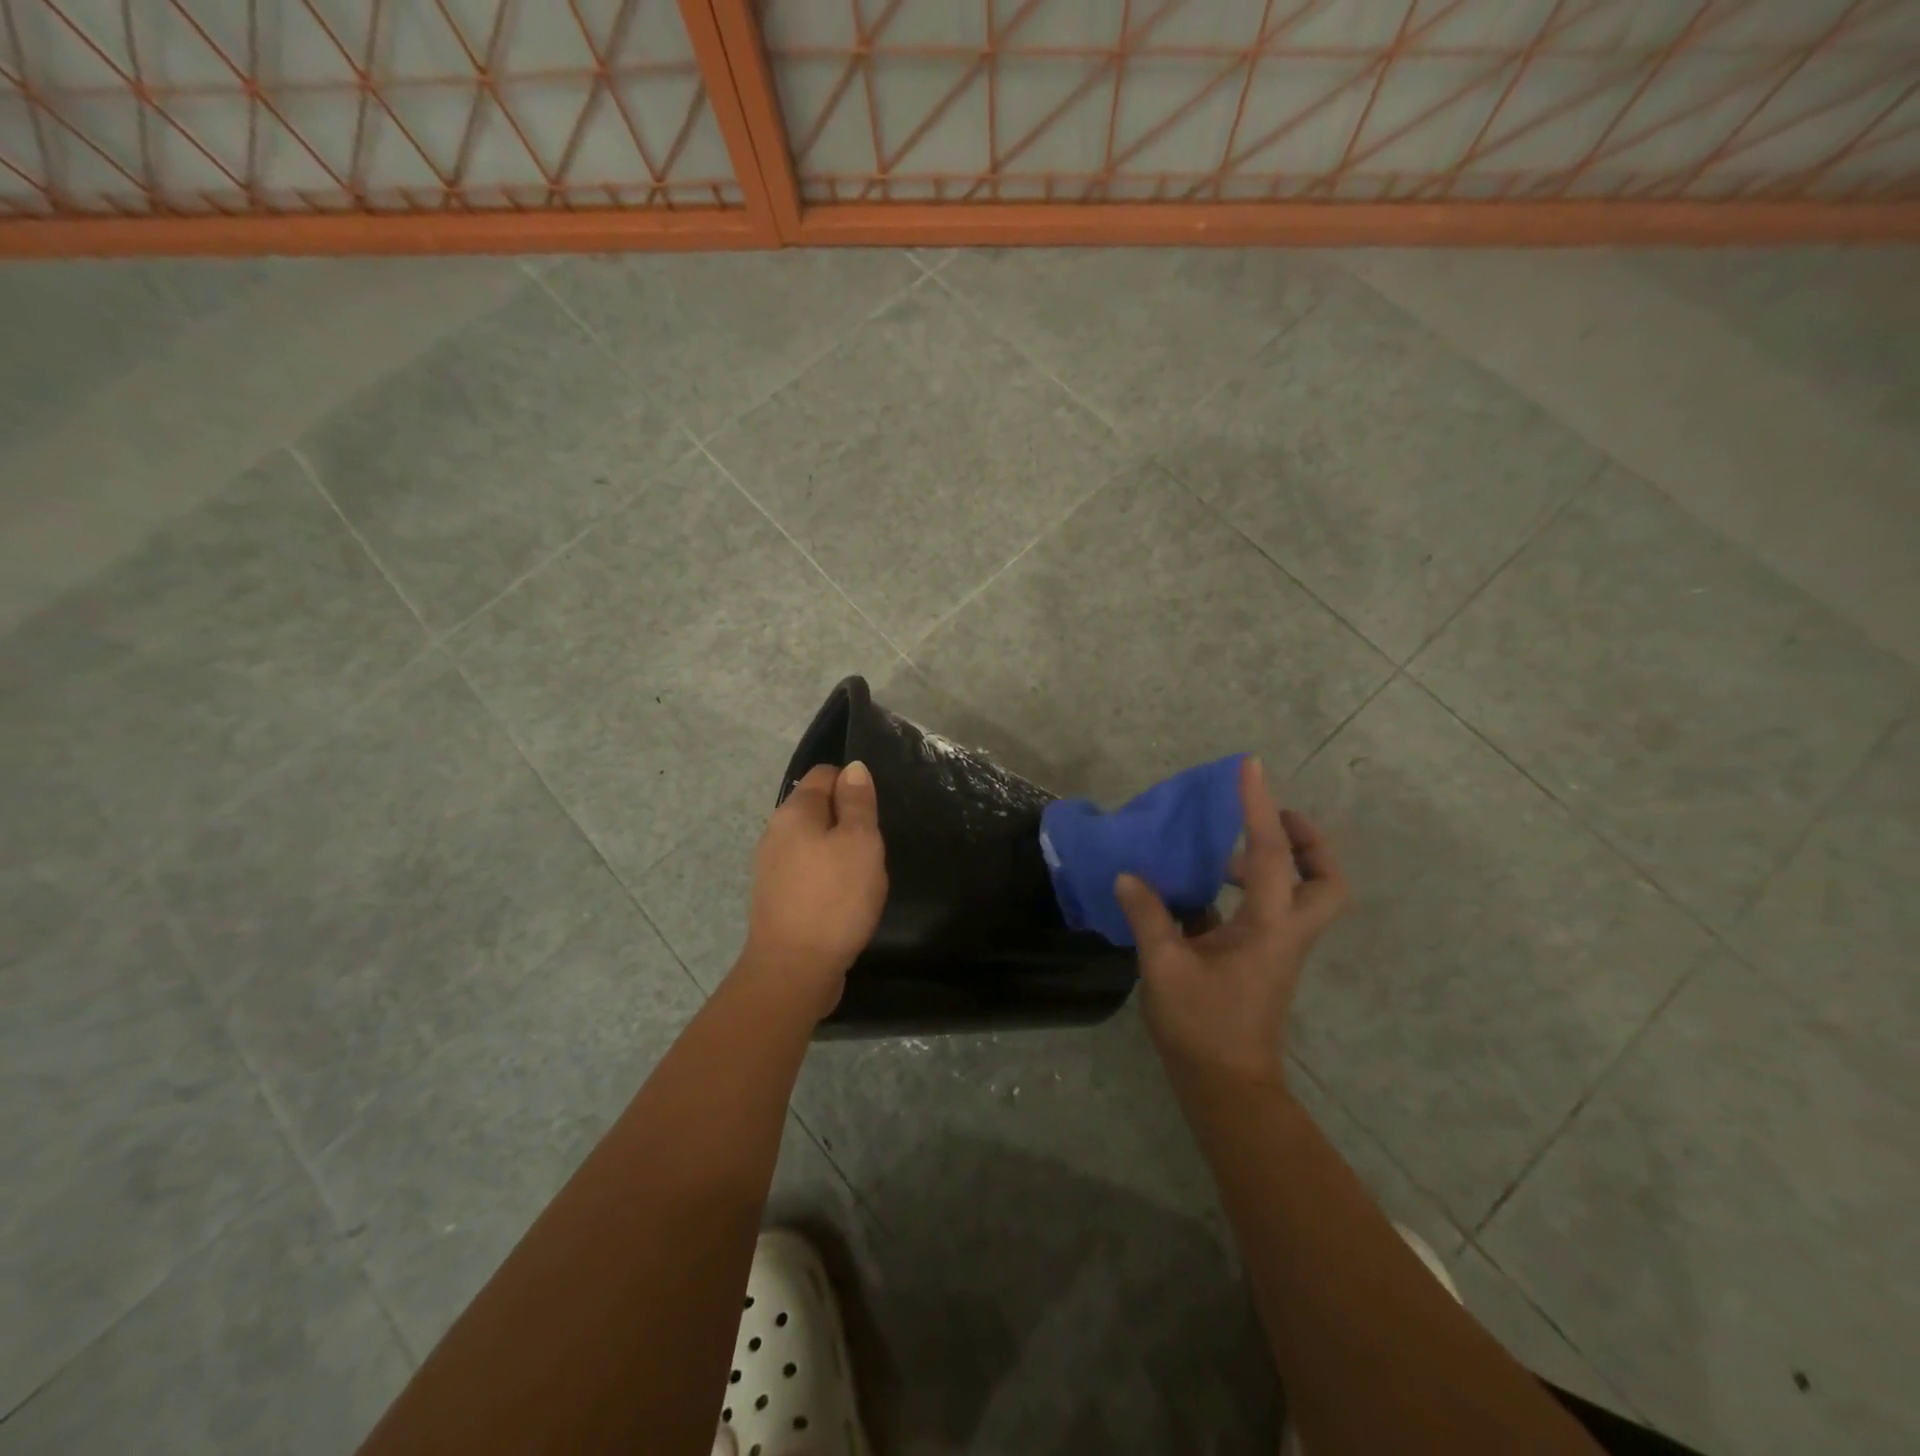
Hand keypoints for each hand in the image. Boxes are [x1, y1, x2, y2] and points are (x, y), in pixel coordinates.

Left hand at [736, 762, 887, 1020]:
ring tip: (861, 876)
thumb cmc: (835, 898)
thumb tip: (853, 768)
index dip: (853, 785)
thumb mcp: (860, 842)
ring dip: (838, 851)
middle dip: (847, 821)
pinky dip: (826, 876)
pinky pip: (806, 870)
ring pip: (813, 841)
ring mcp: (771, 866)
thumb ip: (858, 802)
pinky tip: (843, 898)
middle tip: (872, 848)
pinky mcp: (775, 896)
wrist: (794, 969)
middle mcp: (776, 832)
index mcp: (794, 811)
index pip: (824, 774)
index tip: (874, 813)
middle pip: (817, 808)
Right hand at [1115, 756, 1348, 1085]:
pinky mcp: (1264, 959)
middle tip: (1270, 818)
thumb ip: (1150, 917)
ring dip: (1277, 862)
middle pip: (1328, 881)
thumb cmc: (1201, 1029)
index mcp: (1268, 929)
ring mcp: (1279, 948)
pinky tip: (1203, 889)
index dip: (1260, 808)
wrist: (1227, 1088)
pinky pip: (1271, 910)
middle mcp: (1285, 932)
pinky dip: (1250, 888)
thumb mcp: (1165, 970)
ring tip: (1224, 851)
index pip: (1272, 856)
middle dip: (1309, 841)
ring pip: (1304, 895)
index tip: (1251, 768)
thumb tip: (1129, 876)